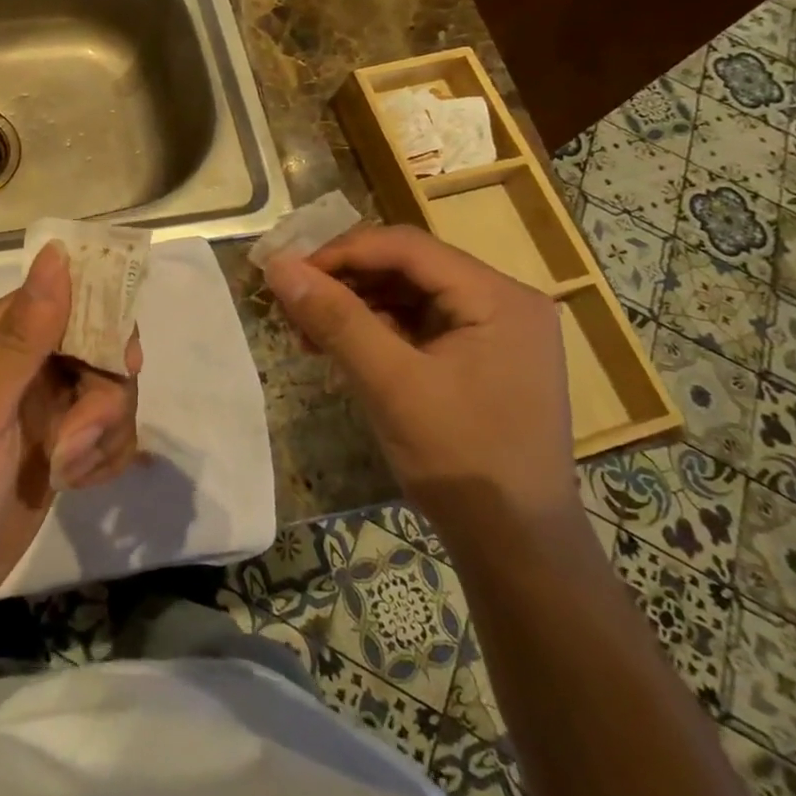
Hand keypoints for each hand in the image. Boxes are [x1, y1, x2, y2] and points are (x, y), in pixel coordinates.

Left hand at [0, 242, 142, 641]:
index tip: (122, 360)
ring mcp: (38, 412)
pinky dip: (103, 457)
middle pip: (93, 347)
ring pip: (106, 393)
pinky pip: (104, 435)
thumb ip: (22, 336)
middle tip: (84, 434)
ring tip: (67, 470)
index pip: (59, 298)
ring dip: (101, 432)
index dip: (99, 318)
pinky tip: (78, 484)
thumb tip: (55, 254)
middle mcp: (17, 368)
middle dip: (103, 392)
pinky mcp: (55, 453)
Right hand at [263, 225, 574, 536]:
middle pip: (408, 267)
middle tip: (294, 304)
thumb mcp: (391, 384)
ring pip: (409, 295)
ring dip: (355, 307)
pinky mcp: (480, 358)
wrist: (517, 548)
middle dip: (346, 281)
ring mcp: (494, 332)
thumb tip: (278, 267)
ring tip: (307, 332)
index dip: (342, 252)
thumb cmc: (461, 460)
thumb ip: (335, 319)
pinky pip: (419, 325)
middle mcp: (503, 302)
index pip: (407, 247)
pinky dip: (376, 331)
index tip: (289, 274)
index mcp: (498, 297)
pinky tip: (339, 349)